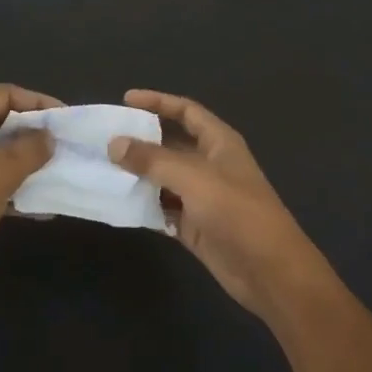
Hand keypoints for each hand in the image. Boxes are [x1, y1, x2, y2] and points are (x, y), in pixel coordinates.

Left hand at [0, 84, 60, 300]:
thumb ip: (29, 150)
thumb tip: (48, 136)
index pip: (1, 95)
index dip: (36, 102)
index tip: (65, 118)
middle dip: (31, 132)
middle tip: (61, 143)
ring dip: (23, 160)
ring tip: (55, 170)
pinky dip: (10, 186)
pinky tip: (37, 203)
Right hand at [108, 89, 331, 318]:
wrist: (270, 272)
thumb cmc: (237, 213)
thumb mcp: (194, 178)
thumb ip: (153, 160)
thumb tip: (115, 143)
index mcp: (219, 143)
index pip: (186, 111)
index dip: (158, 102)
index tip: (125, 100)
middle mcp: (210, 165)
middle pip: (170, 145)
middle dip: (140, 141)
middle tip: (103, 139)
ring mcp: (202, 197)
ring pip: (163, 179)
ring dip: (137, 175)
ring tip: (101, 170)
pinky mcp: (194, 226)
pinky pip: (163, 209)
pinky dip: (143, 206)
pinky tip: (117, 204)